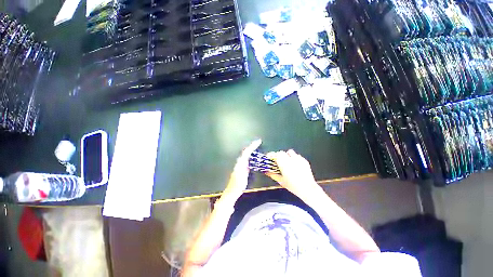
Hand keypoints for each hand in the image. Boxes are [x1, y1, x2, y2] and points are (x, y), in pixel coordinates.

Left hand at [222, 139, 261, 201]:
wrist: (233, 191)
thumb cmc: (238, 185)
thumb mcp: (242, 176)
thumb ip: (244, 166)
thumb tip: (247, 158)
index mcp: (240, 162)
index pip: (247, 151)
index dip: (252, 146)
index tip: (258, 141)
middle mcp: (240, 162)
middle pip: (246, 151)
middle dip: (252, 146)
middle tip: (258, 142)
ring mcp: (241, 165)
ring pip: (246, 154)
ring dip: (251, 150)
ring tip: (257, 147)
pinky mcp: (242, 168)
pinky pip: (247, 158)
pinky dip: (251, 155)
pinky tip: (254, 156)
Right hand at [266, 150, 320, 199]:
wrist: (307, 189)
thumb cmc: (292, 186)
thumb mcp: (281, 181)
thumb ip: (272, 175)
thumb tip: (266, 171)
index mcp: (284, 163)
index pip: (276, 154)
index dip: (271, 155)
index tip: (268, 157)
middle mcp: (291, 159)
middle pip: (282, 152)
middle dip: (278, 155)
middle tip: (277, 160)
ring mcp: (299, 159)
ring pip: (290, 152)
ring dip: (286, 155)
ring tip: (286, 162)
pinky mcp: (304, 160)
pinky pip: (297, 156)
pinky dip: (294, 158)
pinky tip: (295, 165)